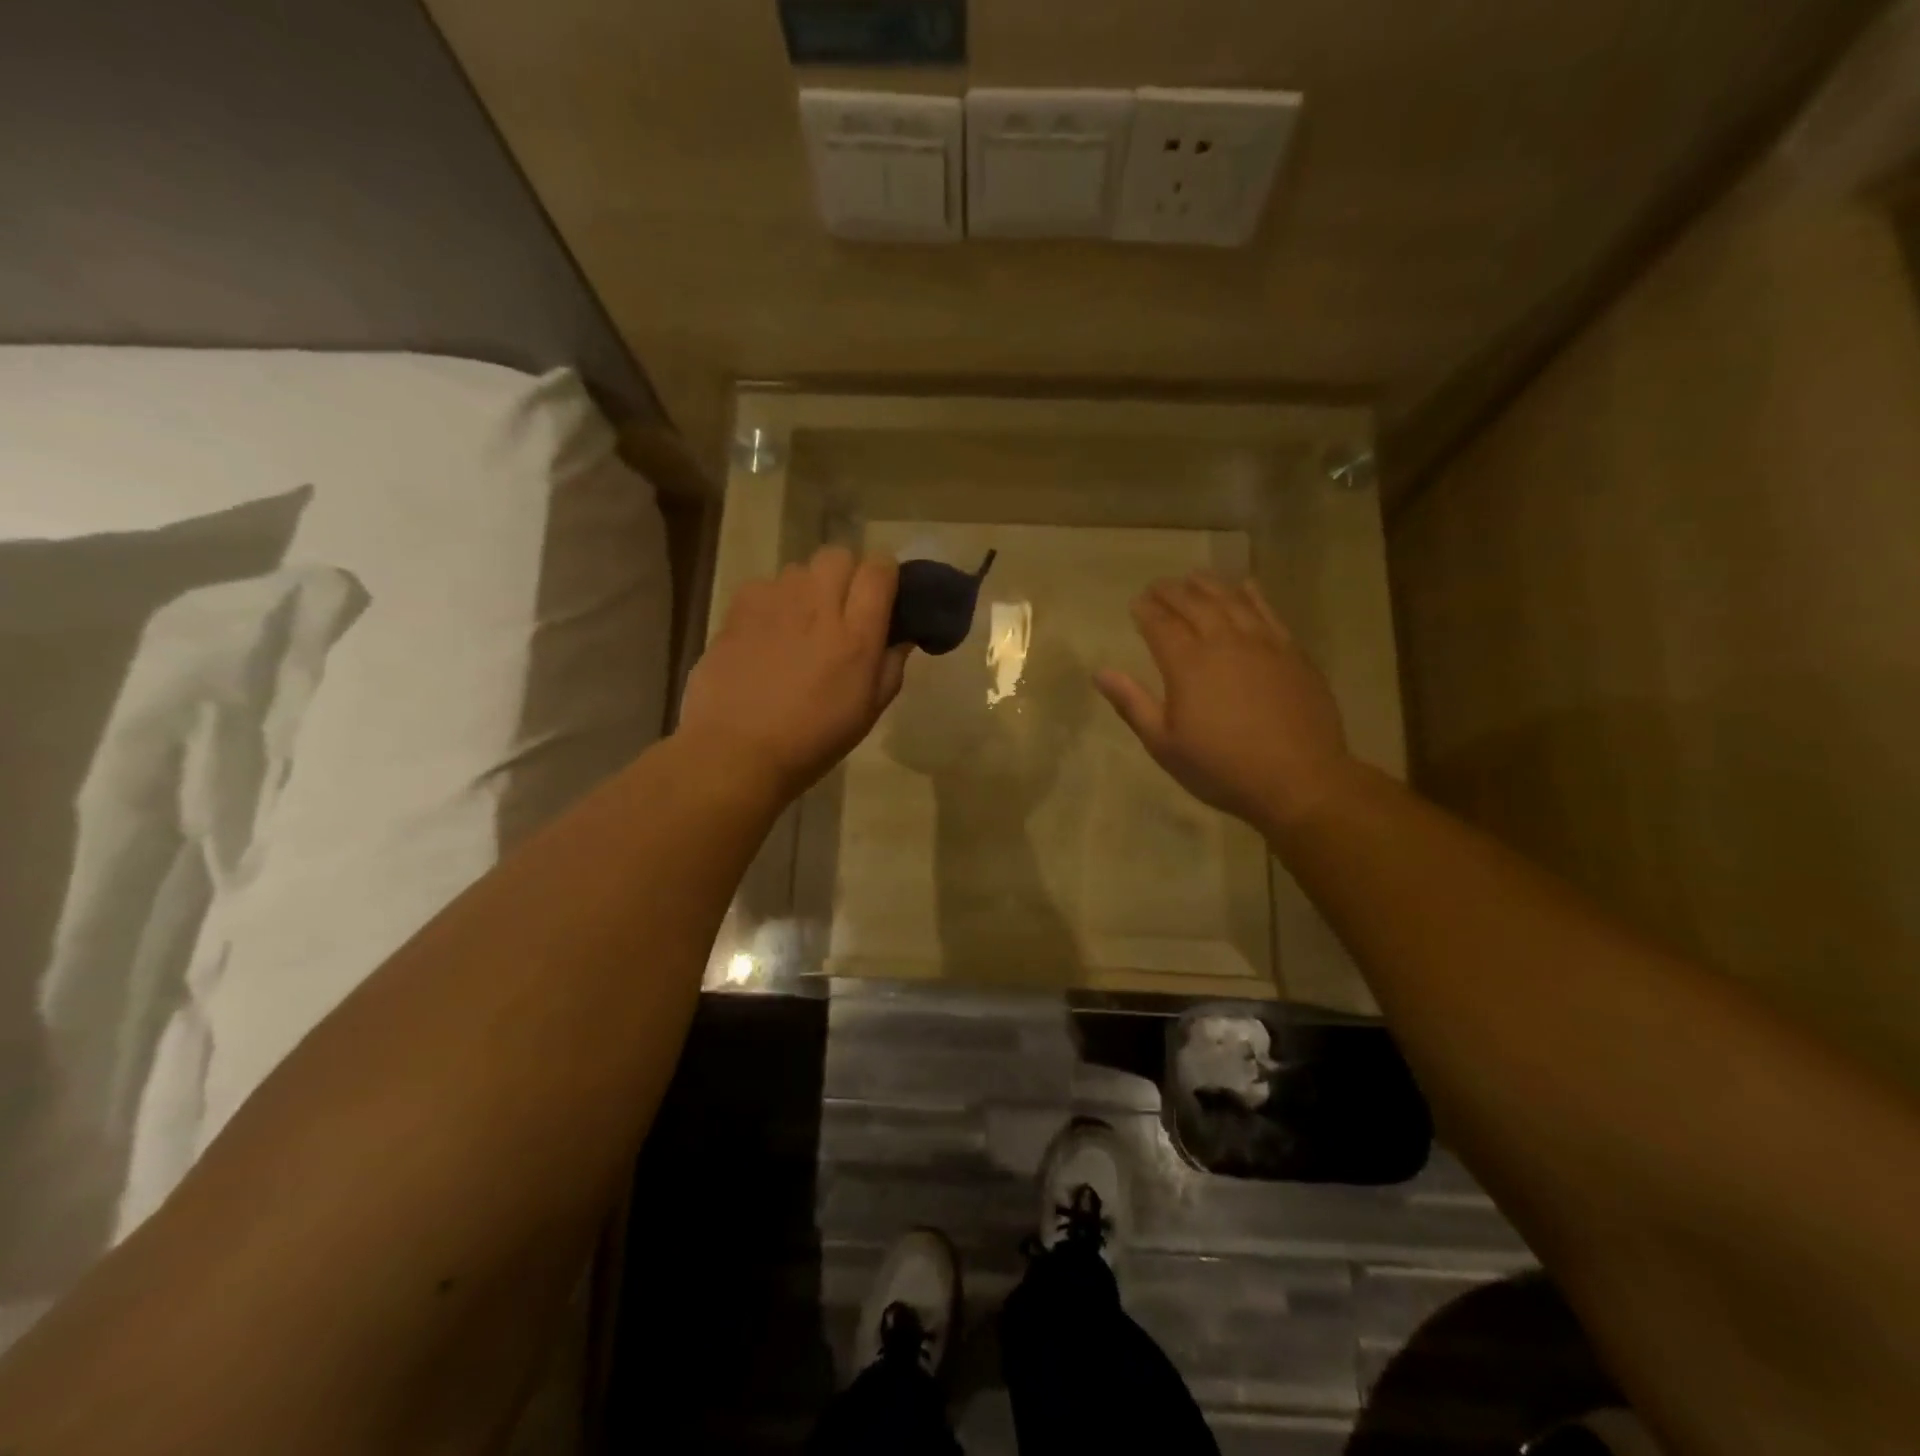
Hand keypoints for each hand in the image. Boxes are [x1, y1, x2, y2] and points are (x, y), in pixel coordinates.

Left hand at [678, 547, 908, 799]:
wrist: (736, 753)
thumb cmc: (812, 742)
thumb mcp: (867, 713)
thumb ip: (890, 667)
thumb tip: (901, 637)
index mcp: (857, 635)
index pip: (880, 569)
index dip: (885, 576)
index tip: (883, 597)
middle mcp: (818, 607)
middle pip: (839, 555)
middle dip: (846, 574)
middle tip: (841, 609)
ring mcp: (774, 603)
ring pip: (799, 569)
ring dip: (808, 588)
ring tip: (800, 624)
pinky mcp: (738, 610)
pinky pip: (764, 586)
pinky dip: (772, 601)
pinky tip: (767, 633)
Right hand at [1095, 572, 1353, 829]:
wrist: (1298, 780)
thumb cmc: (1221, 768)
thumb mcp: (1164, 744)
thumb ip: (1132, 704)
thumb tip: (1101, 673)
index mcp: (1187, 664)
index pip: (1160, 625)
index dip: (1145, 611)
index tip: (1136, 602)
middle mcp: (1223, 642)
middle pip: (1194, 604)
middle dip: (1172, 592)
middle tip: (1158, 586)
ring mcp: (1262, 643)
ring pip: (1231, 600)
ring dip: (1209, 585)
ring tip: (1194, 577)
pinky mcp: (1292, 652)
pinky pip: (1269, 611)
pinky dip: (1253, 594)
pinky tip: (1246, 586)